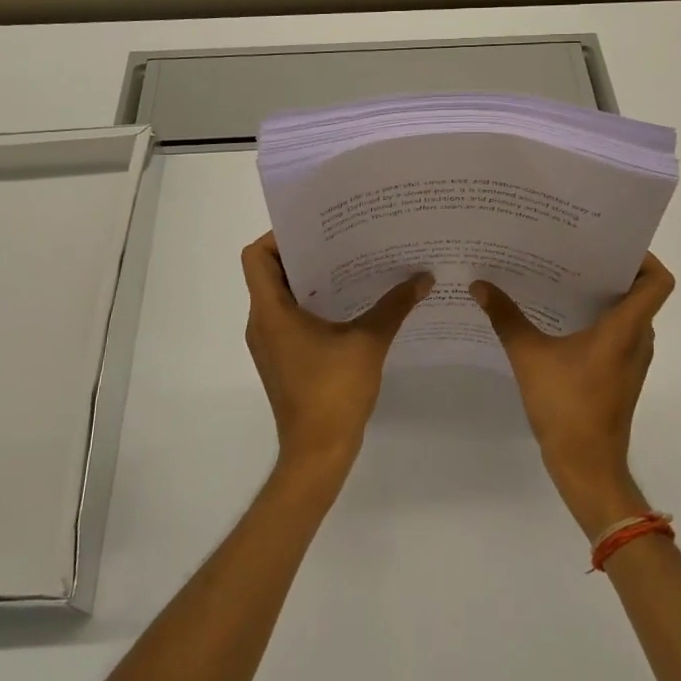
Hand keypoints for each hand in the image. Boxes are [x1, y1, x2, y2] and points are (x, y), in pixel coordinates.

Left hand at [241, 232, 433, 483]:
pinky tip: (349, 303)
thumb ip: (394, 305)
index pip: (256, 256)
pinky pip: (289, 317)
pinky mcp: (282, 358)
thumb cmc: (334, 392)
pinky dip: (311, 303)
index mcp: (271, 312)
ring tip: (350, 264)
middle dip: (304, 252)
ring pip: (280, 295)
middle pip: (269, 272)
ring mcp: (269, 343)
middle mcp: (262, 322)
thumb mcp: (369, 342)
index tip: (317, 228)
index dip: (279, 236)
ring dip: (310, 279)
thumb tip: (423, 277)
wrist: (318, 453)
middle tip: (343, 238)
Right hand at [470, 254, 674, 535]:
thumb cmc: (566, 407)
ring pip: (628, 314)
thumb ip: (506, 318)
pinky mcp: (620, 375)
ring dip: (602, 295)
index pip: (657, 281)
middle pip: (640, 292)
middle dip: (611, 269)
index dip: (644, 257)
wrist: (587, 467)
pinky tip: (560, 317)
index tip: (610, 245)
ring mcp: (631, 359)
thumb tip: (479, 285)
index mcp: (626, 328)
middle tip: (574, 251)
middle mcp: (637, 339)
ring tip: (563, 277)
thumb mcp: (529, 357)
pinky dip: (598, 319)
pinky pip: (617, 334)